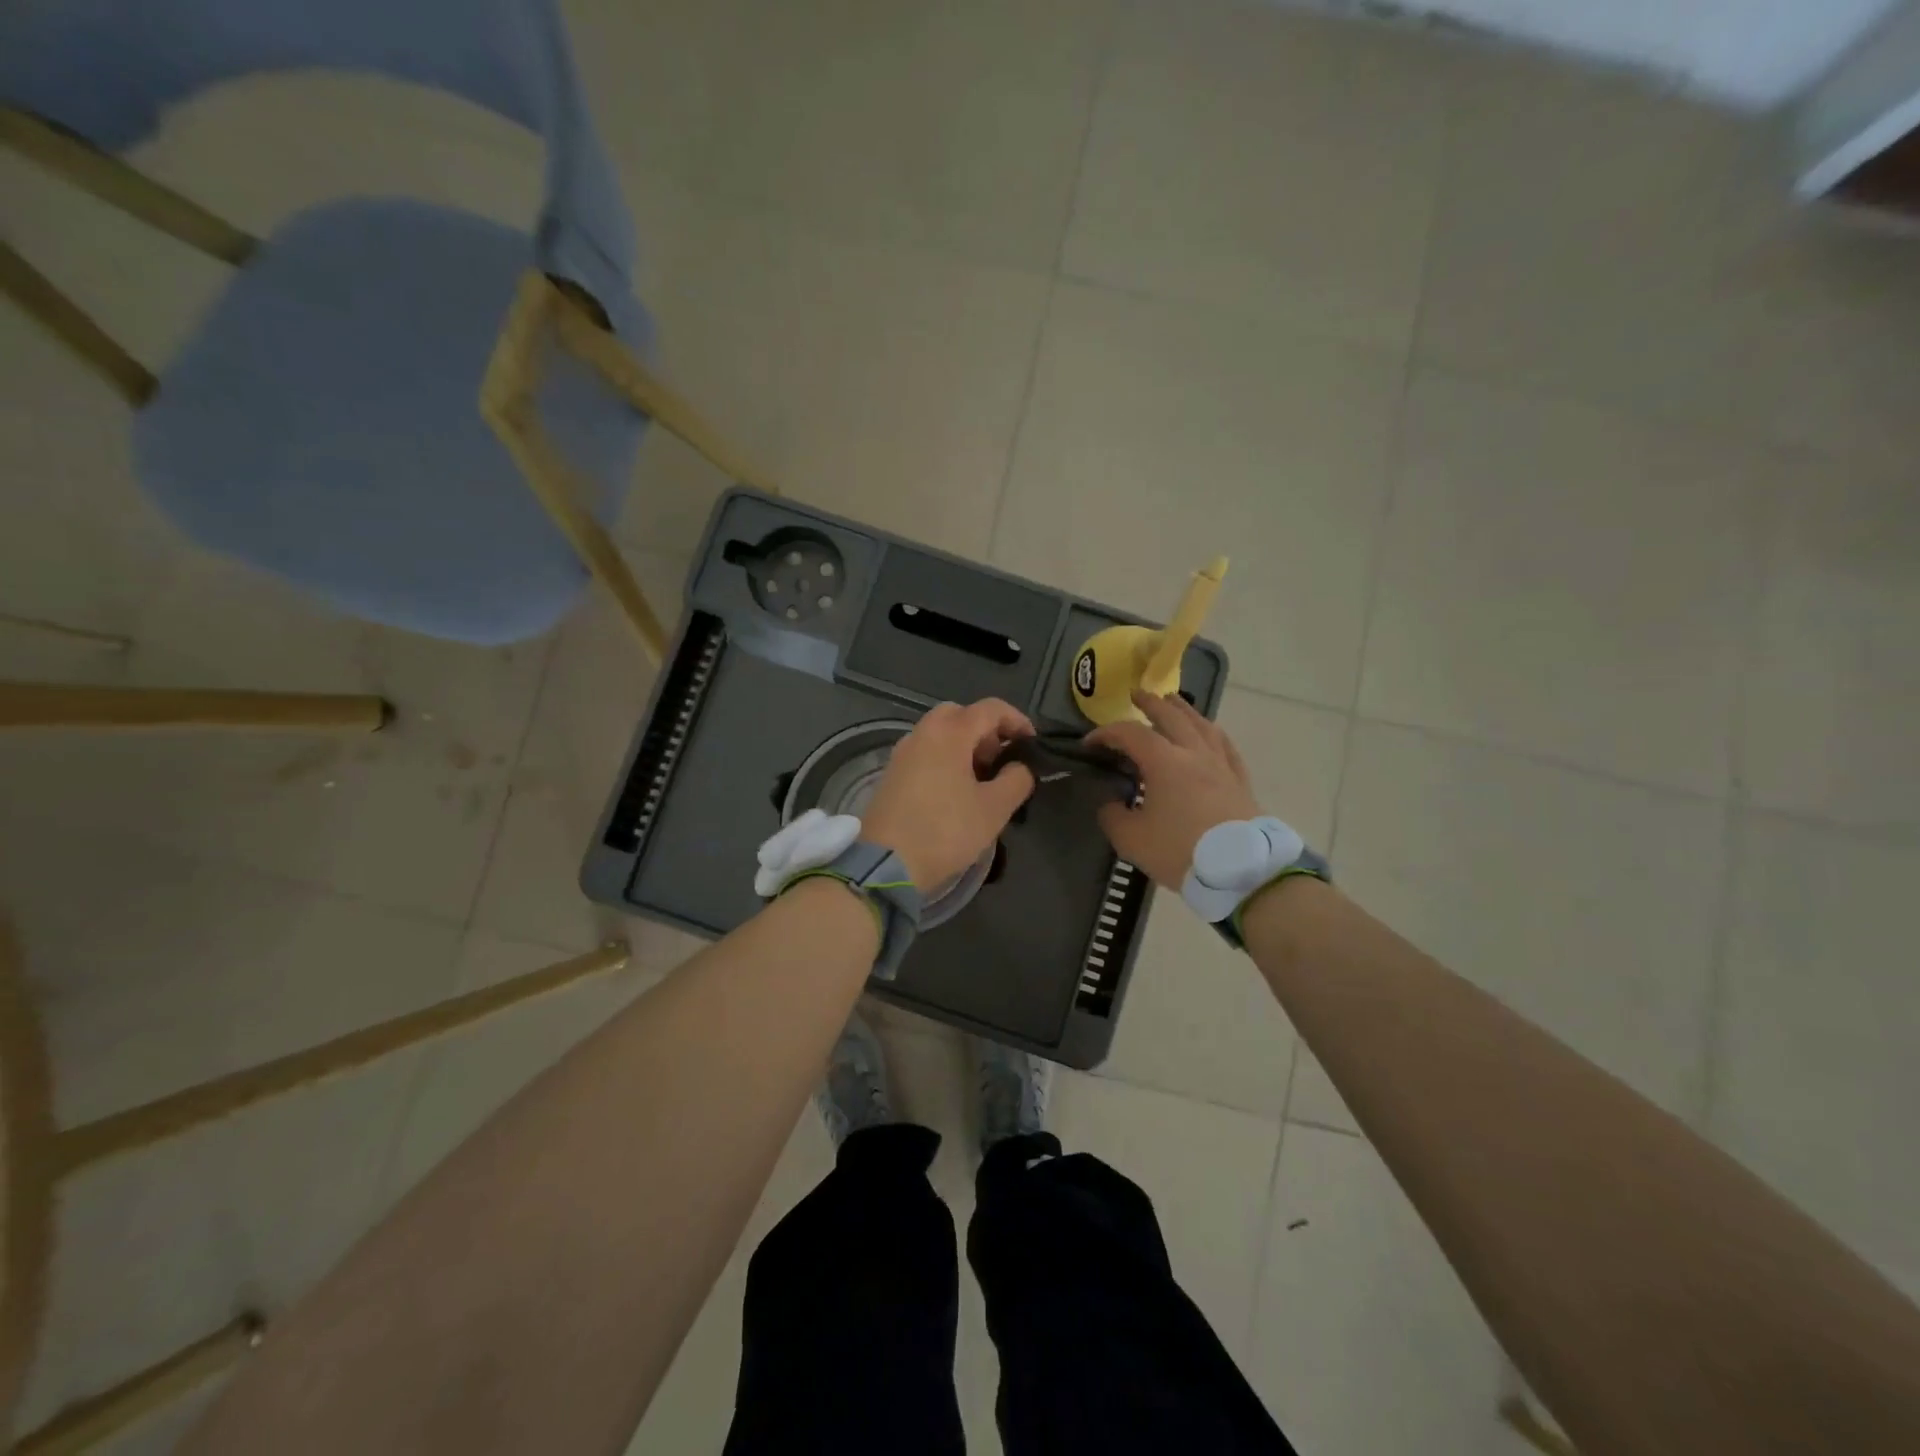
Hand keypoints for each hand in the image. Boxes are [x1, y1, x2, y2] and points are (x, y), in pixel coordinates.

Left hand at [863, 699, 1036, 889]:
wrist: (885, 864)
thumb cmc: (945, 831)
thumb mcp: (994, 809)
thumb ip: (1016, 779)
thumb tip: (1020, 766)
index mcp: (949, 733)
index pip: (990, 708)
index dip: (1017, 721)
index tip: (1032, 745)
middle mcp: (922, 733)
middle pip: (960, 714)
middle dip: (986, 731)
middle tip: (1001, 761)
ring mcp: (902, 753)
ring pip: (939, 733)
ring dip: (965, 746)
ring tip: (981, 781)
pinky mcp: (891, 774)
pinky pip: (924, 752)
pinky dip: (945, 759)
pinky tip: (954, 792)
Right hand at [1085, 691, 1261, 888]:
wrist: (1242, 871)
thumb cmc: (1181, 851)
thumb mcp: (1131, 839)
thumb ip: (1113, 816)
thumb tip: (1111, 803)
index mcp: (1164, 761)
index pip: (1129, 734)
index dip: (1106, 734)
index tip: (1089, 745)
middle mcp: (1193, 753)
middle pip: (1171, 716)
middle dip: (1150, 703)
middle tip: (1136, 695)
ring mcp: (1221, 764)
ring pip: (1202, 725)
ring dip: (1184, 710)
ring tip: (1173, 702)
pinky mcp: (1239, 781)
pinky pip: (1225, 746)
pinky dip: (1213, 733)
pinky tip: (1211, 732)